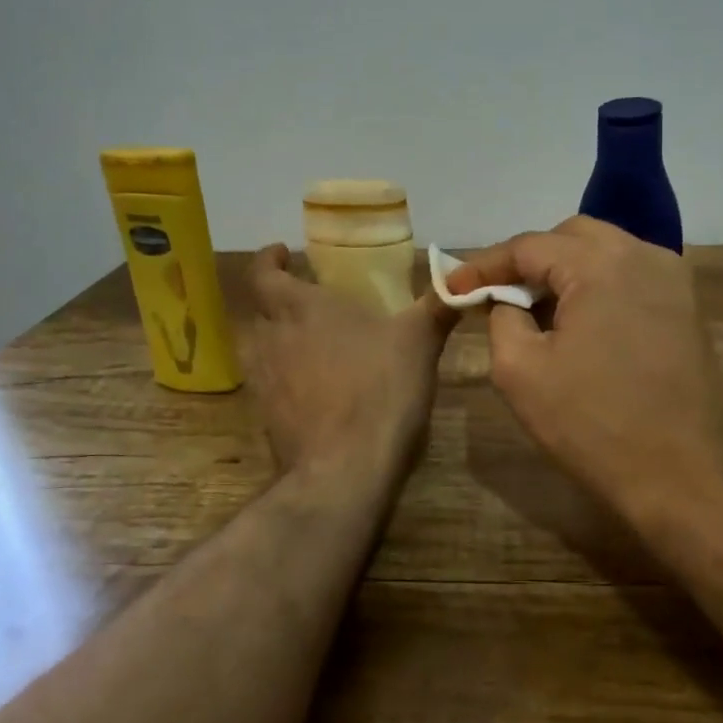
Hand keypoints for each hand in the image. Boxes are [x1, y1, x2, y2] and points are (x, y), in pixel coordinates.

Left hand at [243, 245, 454, 483]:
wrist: (344, 470)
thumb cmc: (381, 390)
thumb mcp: (420, 341)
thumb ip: (437, 306)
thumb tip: (461, 281)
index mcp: (301, 308)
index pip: (263, 273)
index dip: (269, 259)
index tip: (284, 253)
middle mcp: (272, 338)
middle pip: (261, 309)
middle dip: (281, 299)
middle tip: (311, 299)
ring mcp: (263, 381)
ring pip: (261, 346)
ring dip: (279, 337)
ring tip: (311, 340)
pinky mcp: (266, 417)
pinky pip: (269, 383)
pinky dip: (285, 375)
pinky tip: (313, 387)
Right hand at [446, 218, 722, 535]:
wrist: (689, 479)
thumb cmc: (595, 426)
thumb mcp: (521, 371)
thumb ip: (501, 317)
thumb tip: (506, 299)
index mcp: (600, 263)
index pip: (528, 245)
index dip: (484, 265)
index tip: (453, 287)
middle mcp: (643, 254)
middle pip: (570, 238)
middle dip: (528, 261)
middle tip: (497, 296)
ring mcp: (673, 279)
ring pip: (604, 254)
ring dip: (564, 273)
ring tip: (536, 312)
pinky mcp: (688, 307)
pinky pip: (630, 277)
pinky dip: (597, 288)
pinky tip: (580, 325)